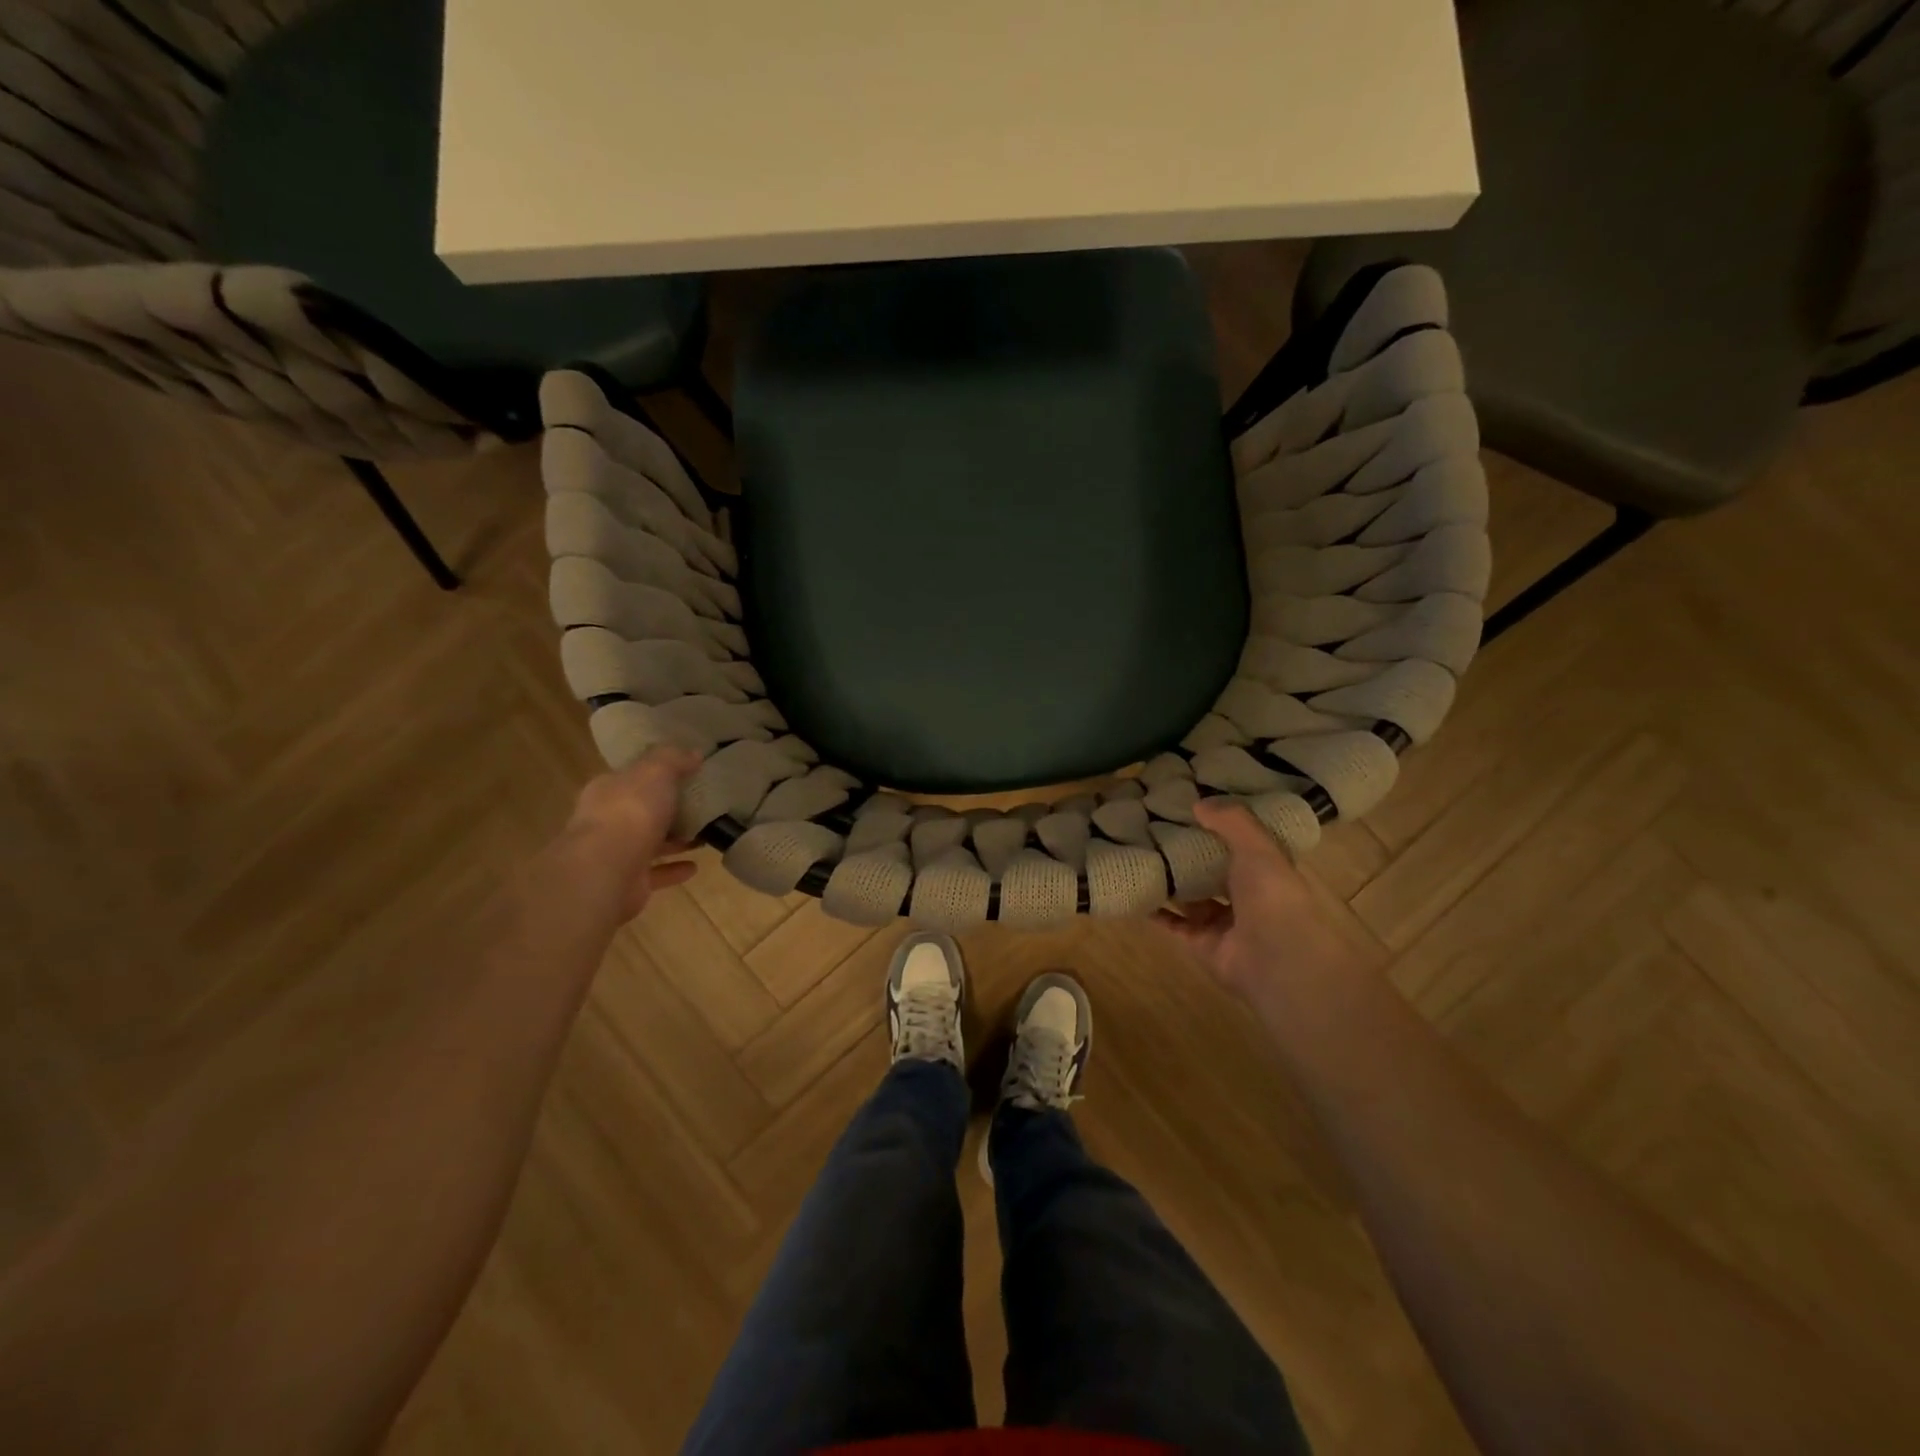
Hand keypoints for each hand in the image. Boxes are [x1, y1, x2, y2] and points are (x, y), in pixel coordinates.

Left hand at [558, 747, 701, 921]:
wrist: (606, 870)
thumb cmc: (630, 811)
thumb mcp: (655, 771)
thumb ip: (673, 759)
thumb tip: (694, 752)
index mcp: (608, 790)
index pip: (631, 778)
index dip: (656, 774)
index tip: (685, 774)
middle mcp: (607, 820)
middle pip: (640, 811)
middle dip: (667, 809)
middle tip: (701, 806)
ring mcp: (615, 854)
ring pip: (649, 843)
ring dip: (674, 840)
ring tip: (704, 835)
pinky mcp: (627, 882)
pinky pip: (656, 872)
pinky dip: (674, 869)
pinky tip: (695, 866)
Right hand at [1154, 798, 1363, 1006]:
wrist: (1276, 961)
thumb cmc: (1273, 896)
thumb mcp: (1258, 847)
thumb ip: (1231, 821)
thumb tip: (1198, 802)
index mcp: (1266, 870)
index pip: (1242, 843)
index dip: (1220, 826)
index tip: (1191, 805)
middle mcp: (1245, 895)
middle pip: (1212, 870)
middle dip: (1189, 852)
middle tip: (1154, 826)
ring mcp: (1221, 922)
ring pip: (1190, 896)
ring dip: (1169, 879)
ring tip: (1138, 852)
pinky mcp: (1199, 942)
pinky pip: (1171, 922)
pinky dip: (1153, 910)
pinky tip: (1133, 889)